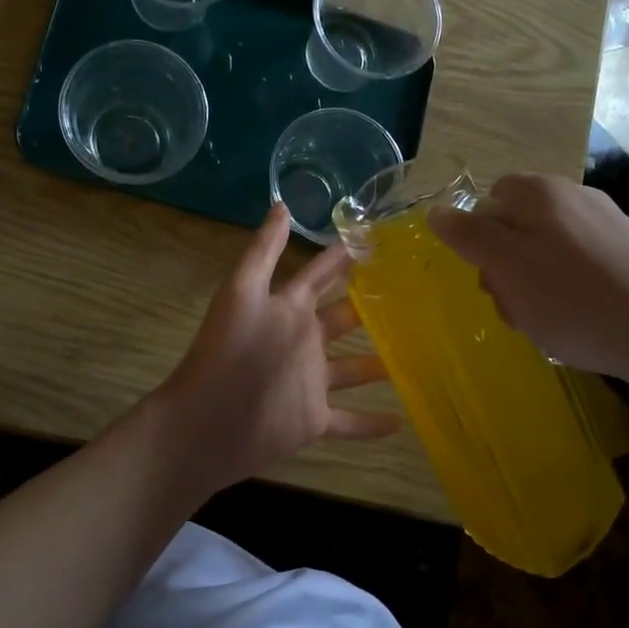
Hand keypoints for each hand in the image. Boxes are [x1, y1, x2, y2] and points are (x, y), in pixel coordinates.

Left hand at [153, 205, 399, 497]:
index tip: (376, 240)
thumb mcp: (243, 291)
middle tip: (412, 294)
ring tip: (418, 352)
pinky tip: (403, 420)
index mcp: (288, 309)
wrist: (209, 421)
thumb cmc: (229, 351)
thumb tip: (282, 204)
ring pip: (352, 369)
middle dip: (369, 306)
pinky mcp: (314, 419)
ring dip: (378, 363)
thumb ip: (264, 251)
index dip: (341, 258)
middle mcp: (302, 341)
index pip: (319, 276)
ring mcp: (310, 382)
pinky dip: (372, 423)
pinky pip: (350, 422)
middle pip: (342, 319)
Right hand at [428, 174, 628, 394]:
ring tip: (547, 323)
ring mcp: (608, 224)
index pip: (489, 200)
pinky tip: (579, 322)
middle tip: (514, 307)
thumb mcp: (507, 267)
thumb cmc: (574, 299)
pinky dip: (569, 292)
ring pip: (547, 252)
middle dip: (505, 268)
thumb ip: (468, 236)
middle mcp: (575, 197)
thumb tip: (437, 210)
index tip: (488, 275)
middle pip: (517, 227)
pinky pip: (580, 267)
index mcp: (540, 193)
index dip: (479, 238)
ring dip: (534, 286)